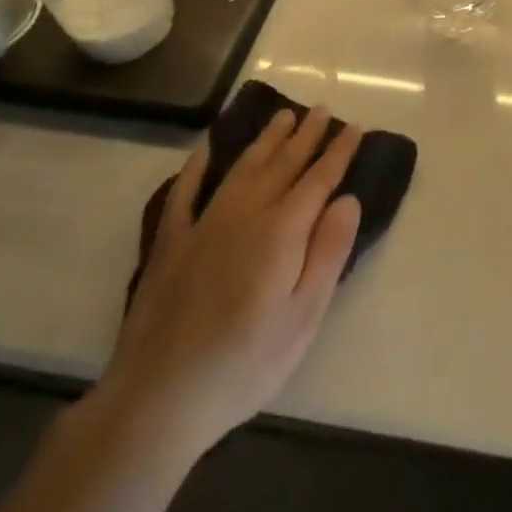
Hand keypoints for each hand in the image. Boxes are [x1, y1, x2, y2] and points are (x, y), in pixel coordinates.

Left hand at [97, 105, 363, 458]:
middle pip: (283, 164)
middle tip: (321, 108)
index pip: (319, 179)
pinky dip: (197, 166)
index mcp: (282, 230)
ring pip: (242, 168)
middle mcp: (245, 213)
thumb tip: (347, 199)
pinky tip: (206, 149)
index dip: (339, 151)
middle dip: (306, 135)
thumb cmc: (243, 365)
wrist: (156, 403)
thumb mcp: (303, 318)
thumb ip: (328, 253)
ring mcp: (203, 225)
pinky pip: (185, 192)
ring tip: (283, 116)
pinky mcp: (170, 244)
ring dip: (266, 140)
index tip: (355, 126)